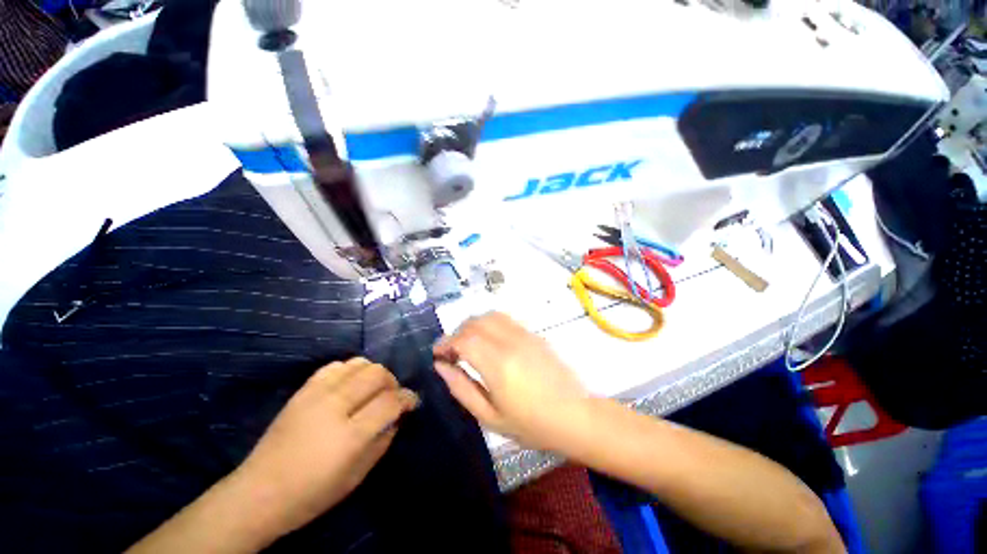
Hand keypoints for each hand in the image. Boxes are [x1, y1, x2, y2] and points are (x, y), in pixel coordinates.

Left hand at [234, 358, 418, 535]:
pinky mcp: (302, 390)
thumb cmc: (312, 495)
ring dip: (373, 373)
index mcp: (349, 436)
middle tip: (391, 397)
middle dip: (392, 382)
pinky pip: (335, 366)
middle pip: (377, 374)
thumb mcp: (357, 476)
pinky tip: (349, 385)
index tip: (412, 402)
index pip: (390, 402)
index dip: (407, 398)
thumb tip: (397, 415)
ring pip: (359, 364)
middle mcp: (334, 407)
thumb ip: (383, 441)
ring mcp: (316, 395)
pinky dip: (350, 370)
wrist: (258, 493)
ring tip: (371, 390)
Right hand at [433, 312, 588, 451]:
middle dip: (456, 332)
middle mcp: (511, 342)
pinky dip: (489, 324)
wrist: (576, 415)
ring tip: (467, 343)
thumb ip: (462, 389)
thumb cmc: (532, 425)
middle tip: (450, 351)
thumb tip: (441, 367)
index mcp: (499, 365)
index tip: (437, 354)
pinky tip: (488, 341)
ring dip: (473, 325)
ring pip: (491, 316)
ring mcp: (525, 335)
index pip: (464, 339)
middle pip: (475, 322)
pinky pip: (506, 320)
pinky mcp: (534, 334)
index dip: (445, 343)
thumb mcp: (490, 417)